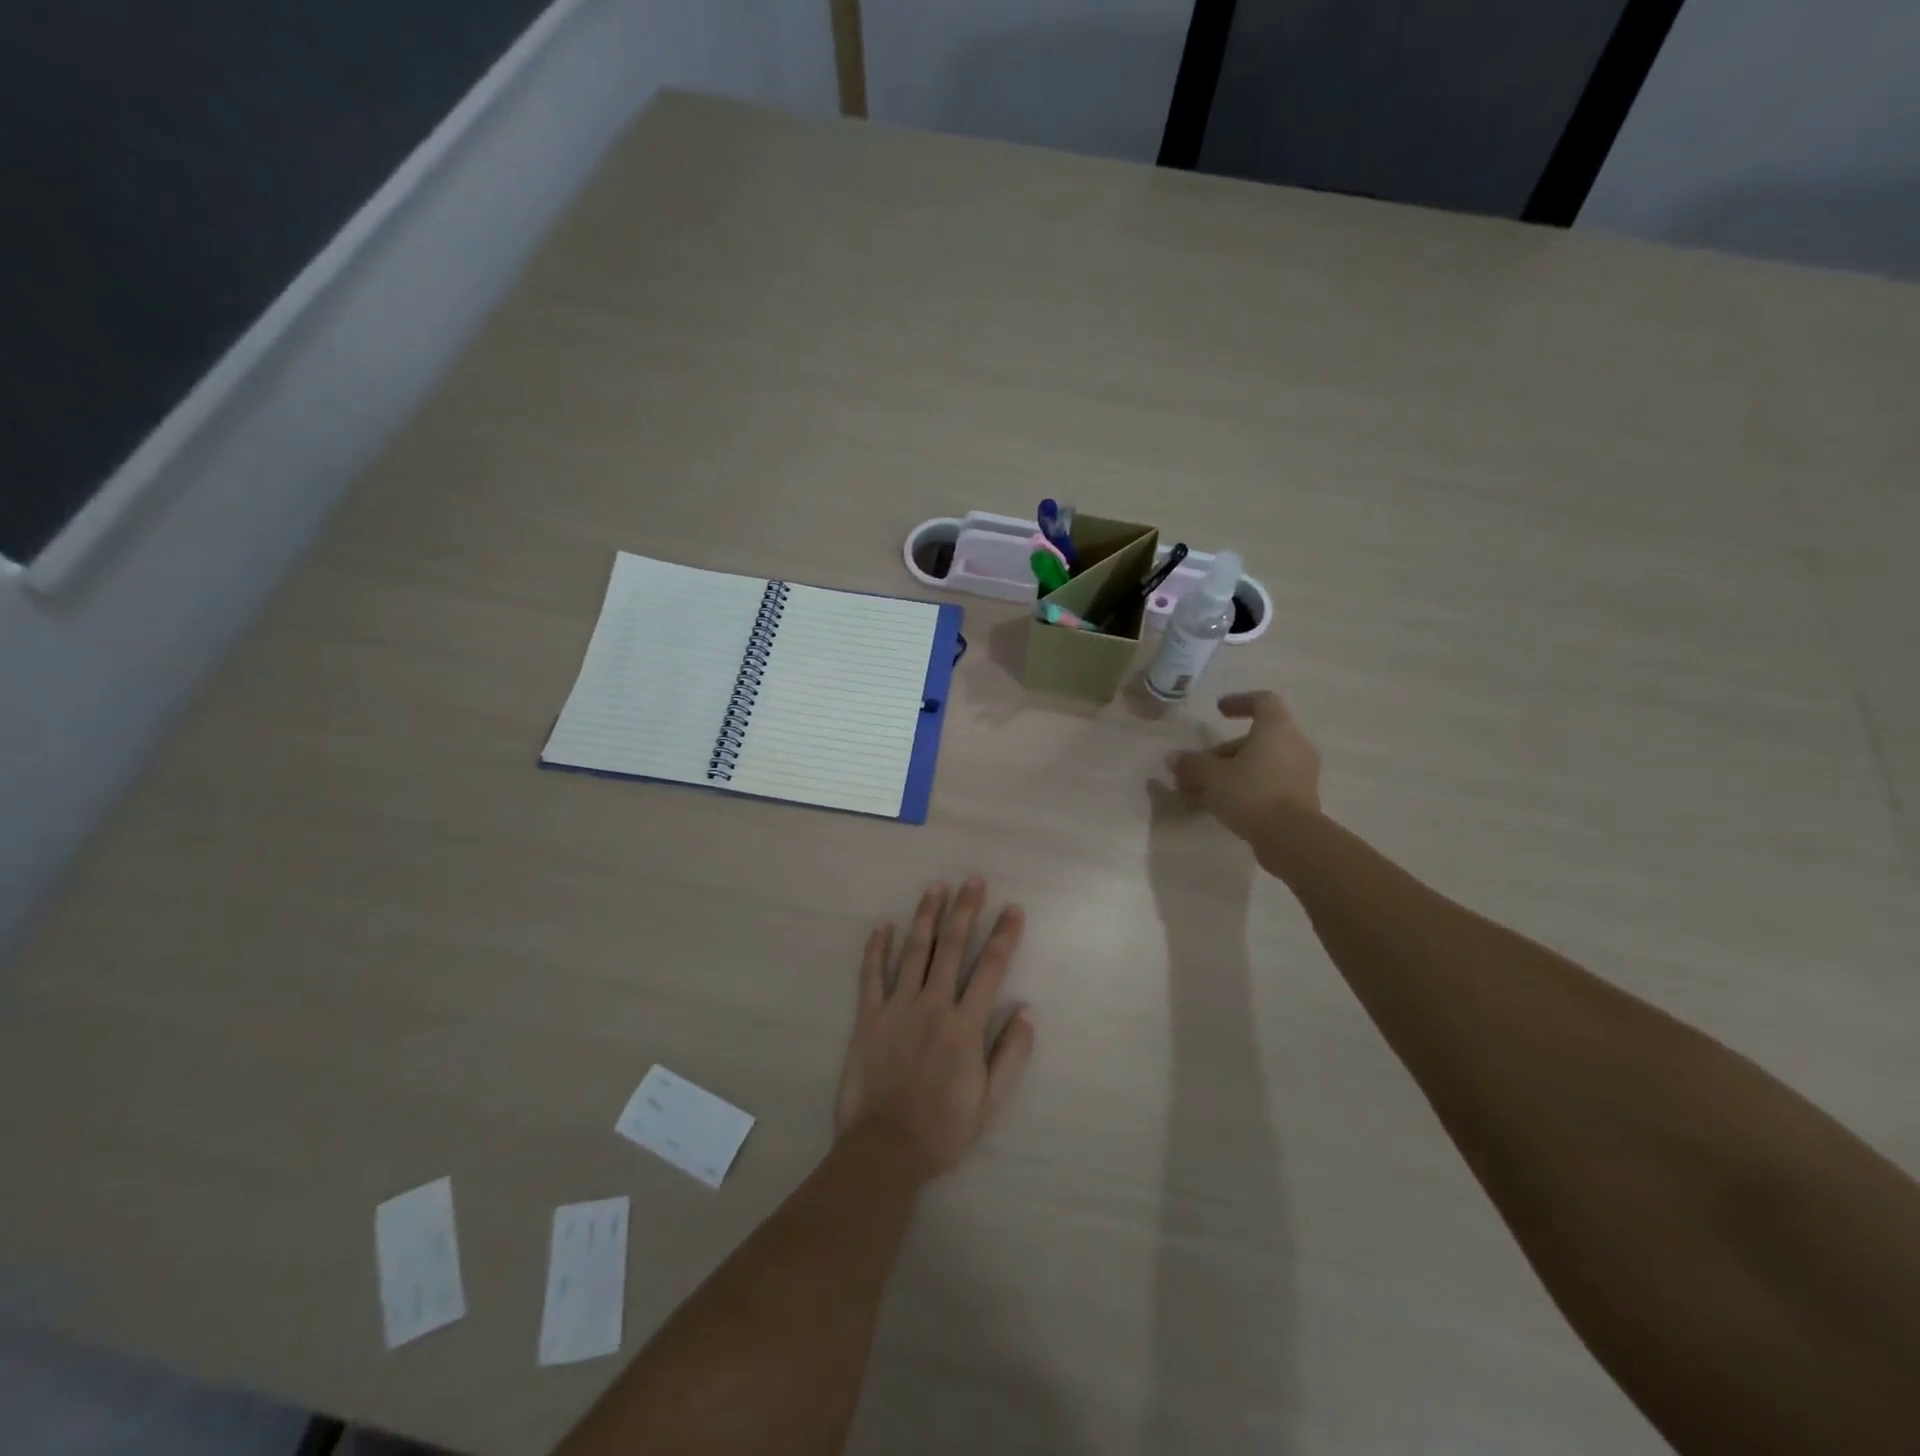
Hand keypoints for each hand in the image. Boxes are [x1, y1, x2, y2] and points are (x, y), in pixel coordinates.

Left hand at [834, 878, 1034, 1182]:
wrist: (884, 1149)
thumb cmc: (943, 1129)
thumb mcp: (990, 1101)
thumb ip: (1011, 1054)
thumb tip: (1027, 1010)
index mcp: (964, 1026)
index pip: (990, 969)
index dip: (1004, 936)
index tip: (1013, 909)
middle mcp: (932, 1006)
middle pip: (952, 948)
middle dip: (965, 911)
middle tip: (973, 880)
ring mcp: (897, 1008)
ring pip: (914, 952)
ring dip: (926, 917)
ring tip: (936, 887)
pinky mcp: (868, 1017)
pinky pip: (871, 976)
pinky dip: (876, 949)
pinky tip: (882, 925)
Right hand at [1167, 690, 1321, 839]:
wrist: (1291, 838)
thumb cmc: (1251, 793)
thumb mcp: (1212, 776)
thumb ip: (1192, 764)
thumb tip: (1175, 758)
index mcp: (1277, 729)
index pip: (1263, 701)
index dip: (1240, 701)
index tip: (1219, 710)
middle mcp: (1294, 745)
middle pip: (1256, 739)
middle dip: (1223, 751)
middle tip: (1197, 767)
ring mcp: (1301, 773)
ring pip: (1260, 764)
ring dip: (1231, 772)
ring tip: (1202, 791)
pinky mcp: (1301, 798)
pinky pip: (1269, 783)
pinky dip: (1246, 787)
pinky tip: (1221, 805)